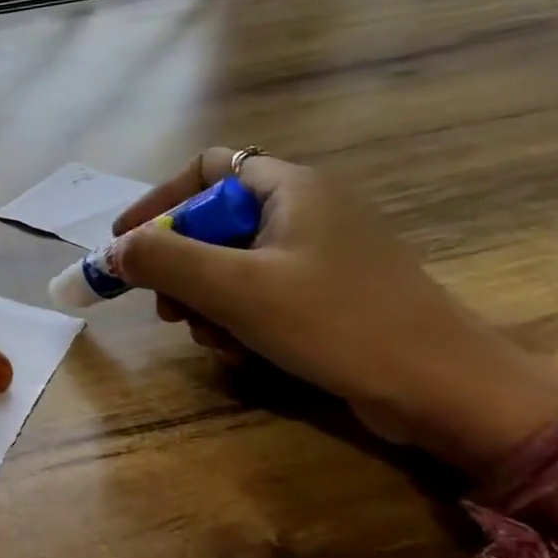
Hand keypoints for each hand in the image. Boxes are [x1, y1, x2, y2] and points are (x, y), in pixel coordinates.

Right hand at [109, 148, 557, 469]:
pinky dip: (238, 318)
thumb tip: (112, 252)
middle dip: (179, 266)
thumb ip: (163, 260)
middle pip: (213, 222)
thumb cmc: (336, 321)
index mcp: (290, 189)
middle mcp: (306, 210)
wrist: (445, 390)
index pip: (205, 168)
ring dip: (205, 301)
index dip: (158, 201)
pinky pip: (262, 293)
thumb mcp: (235, 288)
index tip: (125, 243)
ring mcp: (322, 255)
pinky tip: (239, 352)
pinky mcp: (332, 294)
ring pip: (233, 265)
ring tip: (208, 338)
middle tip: (165, 306)